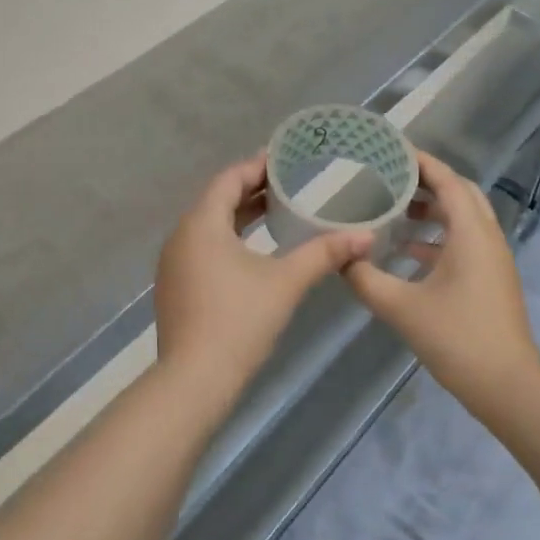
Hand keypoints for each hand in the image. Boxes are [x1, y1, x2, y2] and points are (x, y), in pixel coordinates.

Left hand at [155, 155, 371, 392]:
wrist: (193, 381)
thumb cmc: (239, 321)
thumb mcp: (286, 282)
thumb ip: (324, 254)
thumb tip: (366, 236)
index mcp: (202, 224)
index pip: (229, 179)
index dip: (257, 166)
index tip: (285, 158)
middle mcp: (181, 236)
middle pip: (217, 200)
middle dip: (251, 190)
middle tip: (288, 183)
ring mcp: (174, 264)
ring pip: (209, 226)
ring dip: (239, 216)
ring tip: (275, 212)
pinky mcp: (175, 287)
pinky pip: (202, 248)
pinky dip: (227, 239)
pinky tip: (252, 252)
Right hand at [343, 151, 539, 405]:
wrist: (506, 385)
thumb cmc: (456, 338)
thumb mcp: (401, 307)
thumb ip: (365, 279)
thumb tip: (339, 258)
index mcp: (471, 233)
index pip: (447, 180)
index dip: (421, 161)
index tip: (391, 149)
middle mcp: (487, 237)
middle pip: (460, 193)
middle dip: (427, 182)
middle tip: (391, 177)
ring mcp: (493, 259)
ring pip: (464, 219)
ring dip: (433, 210)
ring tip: (395, 210)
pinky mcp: (491, 279)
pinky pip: (465, 242)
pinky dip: (438, 238)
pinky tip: (408, 252)